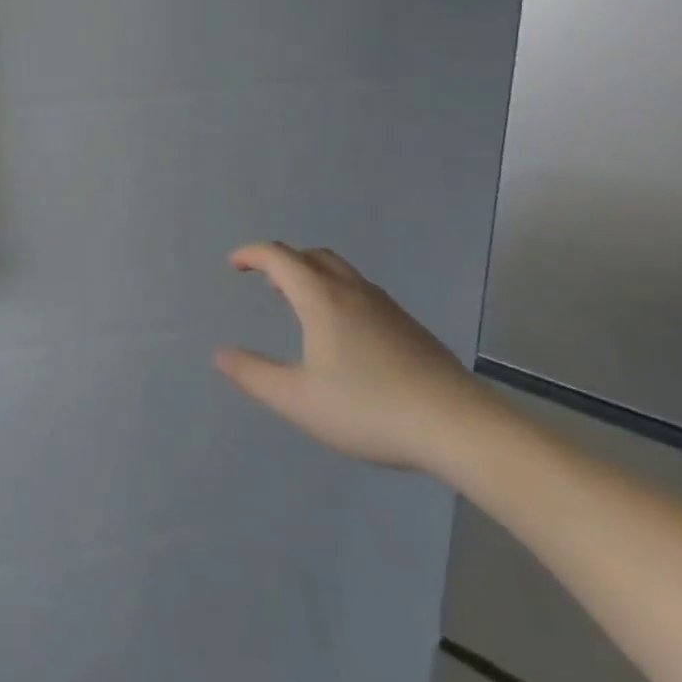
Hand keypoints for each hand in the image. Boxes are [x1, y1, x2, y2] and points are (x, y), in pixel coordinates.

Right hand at [215, 244, 492, 473]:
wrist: (459, 427)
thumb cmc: (369, 409)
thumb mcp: (298, 400)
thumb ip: (254, 375)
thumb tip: (221, 354)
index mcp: (321, 298)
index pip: (278, 257)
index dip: (251, 254)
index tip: (234, 264)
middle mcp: (352, 292)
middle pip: (312, 255)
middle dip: (283, 261)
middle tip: (267, 281)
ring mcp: (386, 307)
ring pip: (342, 271)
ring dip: (313, 275)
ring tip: (301, 303)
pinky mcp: (410, 328)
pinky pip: (363, 292)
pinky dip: (338, 293)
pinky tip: (345, 334)